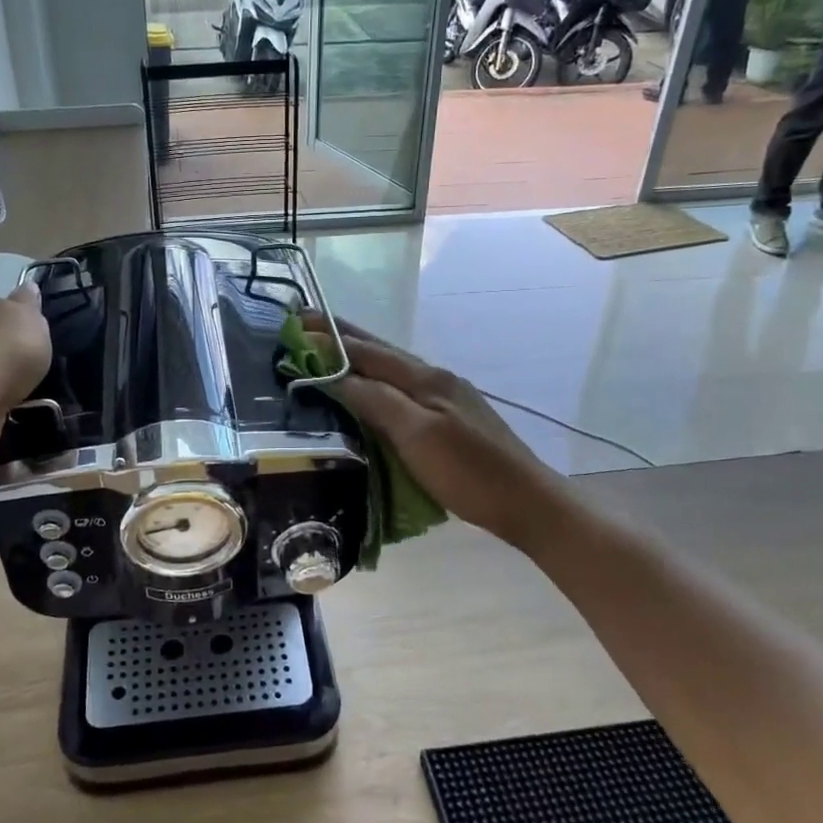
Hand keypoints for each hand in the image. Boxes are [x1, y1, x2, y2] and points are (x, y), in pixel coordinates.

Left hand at [0, 286, 52, 451]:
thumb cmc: (10, 347)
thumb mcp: (31, 317)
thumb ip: (29, 304)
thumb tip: (28, 286)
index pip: (1, 306)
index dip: (18, 316)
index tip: (33, 330)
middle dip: (6, 344)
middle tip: (30, 358)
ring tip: (21, 382)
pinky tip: (8, 398)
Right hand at [305, 316, 563, 550]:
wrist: (526, 501)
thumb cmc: (468, 472)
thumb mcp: (417, 436)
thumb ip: (378, 401)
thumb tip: (338, 376)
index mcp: (425, 379)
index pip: (368, 353)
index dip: (331, 341)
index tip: (297, 326)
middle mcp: (435, 378)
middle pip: (381, 350)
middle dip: (343, 335)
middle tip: (307, 321)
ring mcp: (447, 395)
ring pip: (393, 366)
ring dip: (359, 353)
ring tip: (330, 347)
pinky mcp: (452, 416)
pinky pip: (403, 385)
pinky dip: (377, 377)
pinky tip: (372, 386)